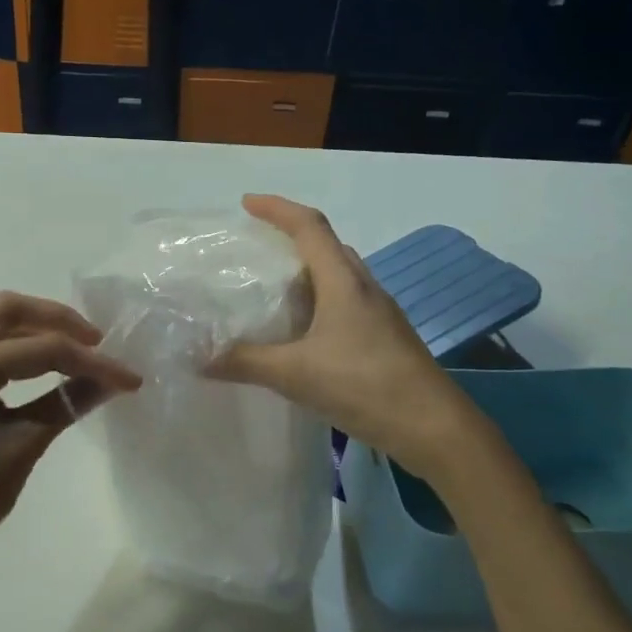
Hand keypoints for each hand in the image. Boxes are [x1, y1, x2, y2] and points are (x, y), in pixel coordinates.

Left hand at [0, 292, 140, 568]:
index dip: (91, 361)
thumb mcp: (24, 444)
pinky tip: (42, 367)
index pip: (40, 348)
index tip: (130, 378)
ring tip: (74, 349)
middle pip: (8, 310)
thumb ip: (69, 402)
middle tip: (96, 343)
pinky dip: (16, 345)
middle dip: (56, 319)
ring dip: (34, 327)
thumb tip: (114, 380)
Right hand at [211, 194, 477, 477]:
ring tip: (274, 288)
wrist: (433, 427)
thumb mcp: (296, 374)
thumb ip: (245, 362)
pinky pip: (346, 303)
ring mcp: (379, 313)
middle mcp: (364, 288)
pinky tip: (303, 332)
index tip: (246, 203)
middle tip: (257, 248)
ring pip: (339, 276)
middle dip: (292, 237)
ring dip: (308, 272)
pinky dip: (320, 302)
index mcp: (343, 282)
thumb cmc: (364, 385)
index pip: (310, 226)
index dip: (277, 208)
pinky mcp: (385, 337)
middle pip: (327, 246)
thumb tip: (199, 358)